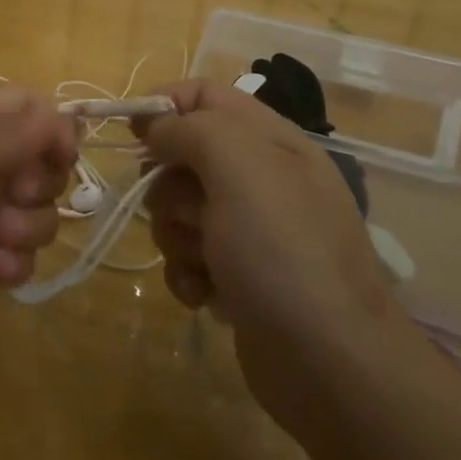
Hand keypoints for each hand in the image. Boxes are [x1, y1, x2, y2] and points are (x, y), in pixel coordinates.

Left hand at [0, 83, 77, 339]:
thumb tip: (60, 122)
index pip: (28, 109)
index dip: (51, 128)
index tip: (58, 154)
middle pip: (43, 161)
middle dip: (42, 180)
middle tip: (13, 196)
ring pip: (40, 211)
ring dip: (32, 224)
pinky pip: (23, 258)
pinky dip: (19, 262)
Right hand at [137, 80, 415, 437]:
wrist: (329, 363)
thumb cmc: (283, 250)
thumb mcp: (240, 167)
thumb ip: (192, 130)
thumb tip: (156, 128)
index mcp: (270, 141)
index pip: (206, 96)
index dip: (165, 105)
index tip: (131, 133)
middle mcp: (261, 178)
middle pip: (184, 155)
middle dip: (169, 186)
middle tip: (190, 212)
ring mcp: (250, 230)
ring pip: (179, 210)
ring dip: (177, 236)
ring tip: (205, 261)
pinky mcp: (237, 275)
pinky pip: (187, 256)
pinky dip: (188, 273)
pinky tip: (207, 294)